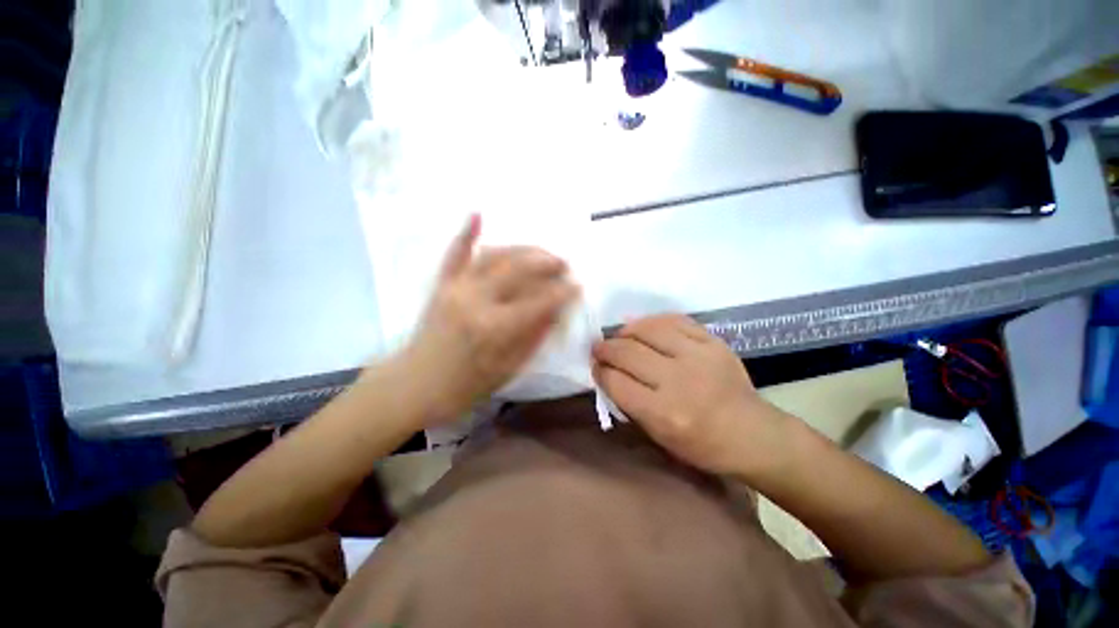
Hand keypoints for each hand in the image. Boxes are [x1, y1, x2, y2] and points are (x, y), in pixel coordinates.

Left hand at [398, 214, 579, 424]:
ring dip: (523, 249)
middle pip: (519, 270)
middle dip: (548, 263)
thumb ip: (534, 336)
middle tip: (565, 265)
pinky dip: (465, 233)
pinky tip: (477, 213)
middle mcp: (475, 300)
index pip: (538, 302)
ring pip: (495, 256)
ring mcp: (455, 287)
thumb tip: (557, 310)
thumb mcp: (509, 368)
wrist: (415, 385)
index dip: (562, 292)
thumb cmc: (466, 384)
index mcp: (494, 328)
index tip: (578, 286)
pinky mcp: (441, 284)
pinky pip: (454, 254)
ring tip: (543, 252)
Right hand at [592, 314, 792, 478]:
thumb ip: (629, 402)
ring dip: (625, 330)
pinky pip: (674, 320)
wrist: (752, 433)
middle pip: (627, 352)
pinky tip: (644, 327)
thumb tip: (606, 372)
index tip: (594, 366)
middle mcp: (679, 380)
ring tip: (619, 336)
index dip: (599, 371)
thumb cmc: (701, 444)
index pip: (616, 381)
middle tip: (598, 348)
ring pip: (648, 329)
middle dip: (605, 348)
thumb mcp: (658, 435)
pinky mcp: (713, 341)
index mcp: (664, 412)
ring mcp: (699, 355)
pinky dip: (652, 321)